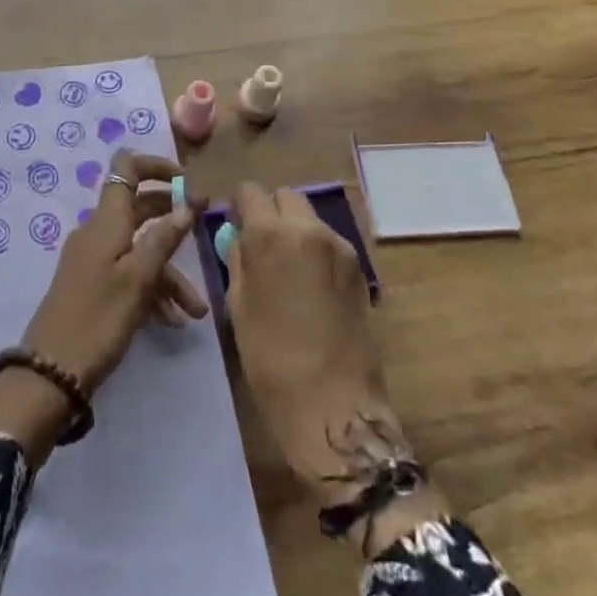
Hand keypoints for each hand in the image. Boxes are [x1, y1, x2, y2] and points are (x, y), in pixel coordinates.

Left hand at [0, 150, 206, 460]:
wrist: (50, 372)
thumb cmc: (98, 319)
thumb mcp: (138, 279)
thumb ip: (163, 239)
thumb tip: (186, 204)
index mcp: (107, 220)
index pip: (127, 167)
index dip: (156, 166)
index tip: (186, 181)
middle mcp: (98, 231)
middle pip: (139, 207)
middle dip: (173, 218)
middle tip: (205, 229)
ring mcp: (94, 258)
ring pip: (139, 248)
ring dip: (169, 272)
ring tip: (196, 310)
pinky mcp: (92, 284)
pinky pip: (128, 273)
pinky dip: (151, 289)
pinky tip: (172, 321)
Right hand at [221, 181, 446, 549]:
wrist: (333, 403)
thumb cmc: (271, 358)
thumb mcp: (238, 305)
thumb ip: (239, 260)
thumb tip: (240, 239)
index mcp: (270, 235)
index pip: (251, 191)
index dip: (240, 206)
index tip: (236, 227)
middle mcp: (308, 229)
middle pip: (286, 197)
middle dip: (271, 212)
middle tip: (263, 247)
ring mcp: (339, 246)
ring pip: (310, 218)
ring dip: (296, 230)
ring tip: (290, 271)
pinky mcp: (359, 268)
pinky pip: (330, 243)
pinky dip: (316, 251)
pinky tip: (312, 288)